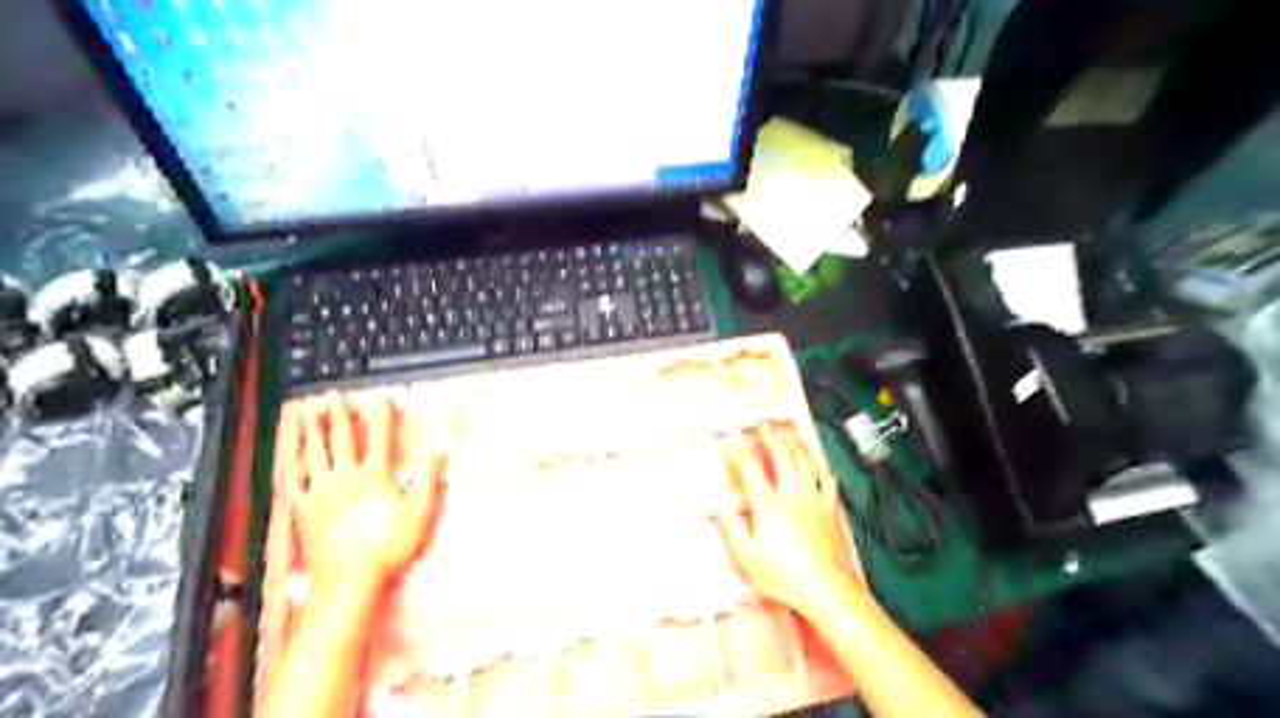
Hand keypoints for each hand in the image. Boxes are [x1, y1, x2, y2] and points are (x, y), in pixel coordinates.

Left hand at [286, 393, 446, 583]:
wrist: (350, 577)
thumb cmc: (387, 546)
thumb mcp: (420, 510)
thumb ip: (429, 477)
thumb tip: (439, 452)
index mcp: (373, 476)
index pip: (379, 437)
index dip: (381, 415)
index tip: (381, 399)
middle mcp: (344, 478)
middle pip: (340, 439)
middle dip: (337, 415)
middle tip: (332, 397)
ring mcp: (321, 493)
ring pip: (313, 455)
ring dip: (310, 433)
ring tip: (305, 416)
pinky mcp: (305, 511)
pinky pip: (294, 484)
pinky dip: (289, 469)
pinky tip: (286, 461)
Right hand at [710, 426, 859, 617]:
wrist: (826, 589)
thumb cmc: (784, 576)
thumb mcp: (748, 556)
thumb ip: (731, 527)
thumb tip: (716, 505)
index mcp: (769, 504)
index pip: (750, 470)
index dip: (738, 454)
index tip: (729, 444)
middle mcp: (792, 494)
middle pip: (781, 456)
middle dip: (769, 438)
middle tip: (762, 427)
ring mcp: (815, 499)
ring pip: (805, 462)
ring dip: (795, 445)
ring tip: (789, 435)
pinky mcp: (831, 509)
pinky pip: (827, 481)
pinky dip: (821, 469)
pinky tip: (819, 466)